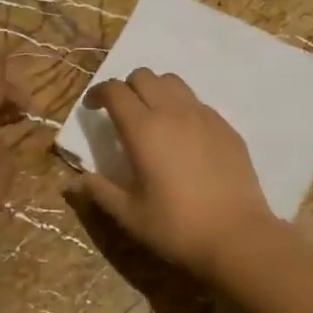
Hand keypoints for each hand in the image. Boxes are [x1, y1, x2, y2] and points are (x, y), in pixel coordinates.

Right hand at [76, 69, 283, 280]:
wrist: (237, 236)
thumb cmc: (177, 227)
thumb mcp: (130, 214)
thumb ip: (100, 192)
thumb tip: (75, 182)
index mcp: (144, 129)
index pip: (115, 90)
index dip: (98, 93)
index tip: (92, 108)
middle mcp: (173, 112)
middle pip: (144, 76)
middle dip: (127, 87)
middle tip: (122, 113)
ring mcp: (204, 116)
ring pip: (174, 82)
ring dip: (156, 90)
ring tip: (153, 118)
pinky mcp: (226, 127)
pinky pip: (198, 102)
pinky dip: (182, 107)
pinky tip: (183, 137)